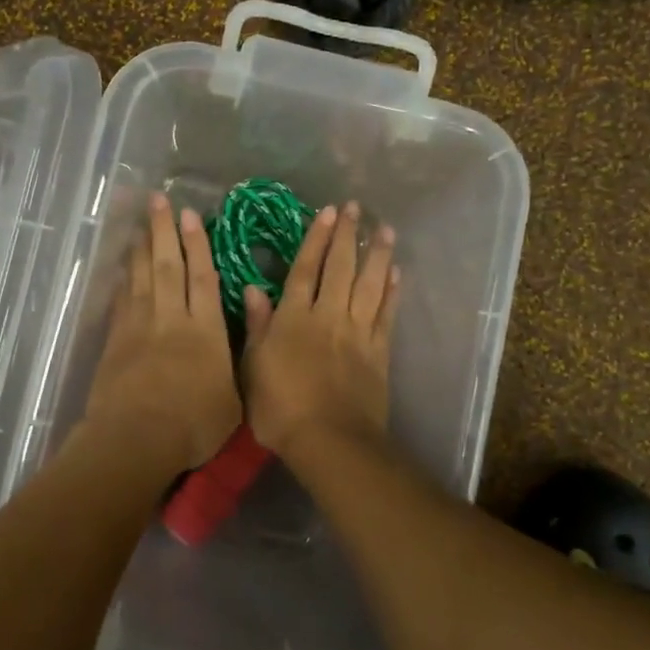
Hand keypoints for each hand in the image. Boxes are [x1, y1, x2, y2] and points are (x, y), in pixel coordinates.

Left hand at [83, 193, 242, 476]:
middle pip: (168, 266)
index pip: (202, 277)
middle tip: (158, 200)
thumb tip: (243, 336)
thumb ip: (236, 364)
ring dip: (142, 247)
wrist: (136, 439)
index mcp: (205, 330)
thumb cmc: (194, 425)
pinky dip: (123, 280)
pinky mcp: (115, 341)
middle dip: (164, 231)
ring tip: (140, 222)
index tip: (190, 215)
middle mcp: (171, 318)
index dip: (197, 244)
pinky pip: (121, 301)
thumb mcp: (234, 400)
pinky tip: (123, 268)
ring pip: (142, 277)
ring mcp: (139, 327)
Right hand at [241, 202, 397, 455]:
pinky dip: (392, 292)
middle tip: (357, 208)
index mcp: (294, 318)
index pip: (305, 269)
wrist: (330, 441)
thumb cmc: (280, 408)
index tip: (327, 212)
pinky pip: (386, 314)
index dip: (316, 239)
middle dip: (348, 236)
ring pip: (369, 285)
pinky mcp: (378, 352)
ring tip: (386, 230)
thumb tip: (253, 289)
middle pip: (340, 268)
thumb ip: (256, 326)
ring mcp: (357, 333)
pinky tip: (397, 273)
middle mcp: (328, 316)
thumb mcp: (253, 367)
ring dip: (377, 255)